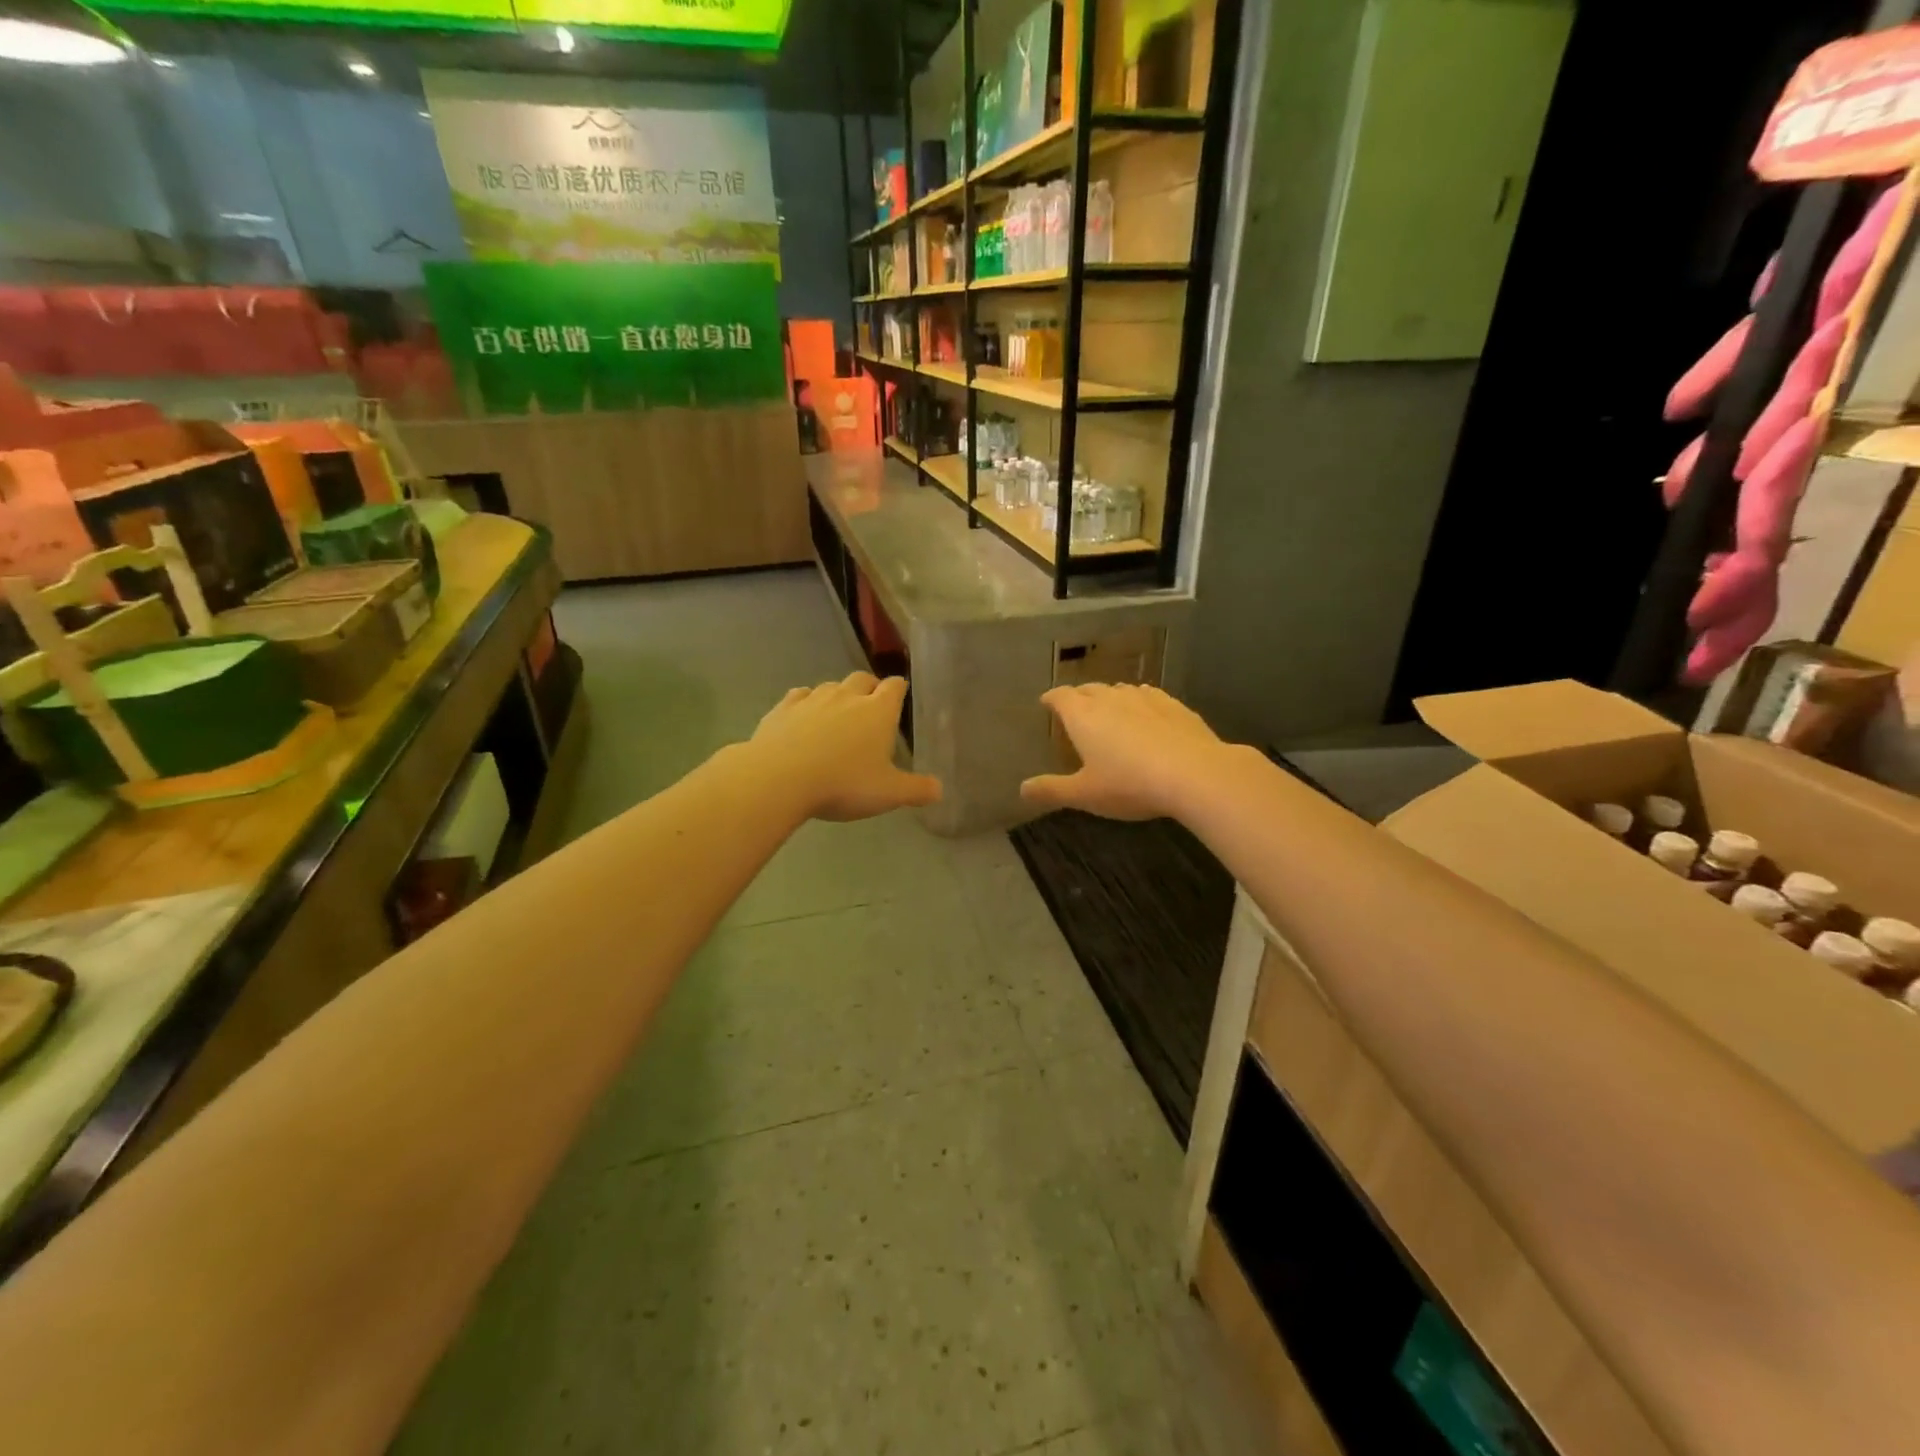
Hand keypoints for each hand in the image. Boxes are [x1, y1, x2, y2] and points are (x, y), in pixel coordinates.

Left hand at [750, 672, 941, 821]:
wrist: (779, 778)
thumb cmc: (843, 784)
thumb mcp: (887, 794)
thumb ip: (916, 790)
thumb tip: (939, 789)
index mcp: (878, 711)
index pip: (895, 686)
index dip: (899, 689)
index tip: (900, 696)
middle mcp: (847, 696)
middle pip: (862, 679)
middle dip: (869, 688)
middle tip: (870, 707)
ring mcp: (813, 699)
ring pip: (831, 686)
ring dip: (838, 696)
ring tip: (838, 716)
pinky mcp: (783, 708)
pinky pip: (800, 696)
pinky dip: (806, 703)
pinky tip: (804, 718)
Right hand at [1022, 684, 1236, 821]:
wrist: (1194, 773)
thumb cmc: (1129, 784)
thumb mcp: (1085, 794)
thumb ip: (1052, 790)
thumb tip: (1022, 789)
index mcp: (1083, 716)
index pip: (1060, 697)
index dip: (1052, 699)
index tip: (1047, 703)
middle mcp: (1110, 698)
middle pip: (1089, 689)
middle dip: (1079, 697)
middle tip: (1076, 710)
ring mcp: (1144, 698)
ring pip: (1120, 690)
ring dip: (1110, 698)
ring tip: (1110, 712)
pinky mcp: (1174, 705)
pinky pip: (1149, 696)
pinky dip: (1140, 702)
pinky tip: (1147, 714)